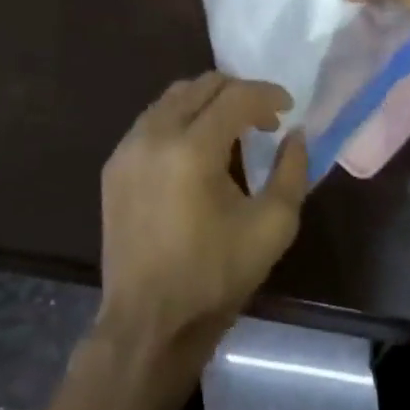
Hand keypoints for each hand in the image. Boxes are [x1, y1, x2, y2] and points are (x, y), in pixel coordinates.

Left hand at [95, 73, 308, 370]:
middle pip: (201, 85)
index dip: (267, 95)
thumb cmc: (215, 276)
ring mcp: (128, 149)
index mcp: (192, 149)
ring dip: (207, 102)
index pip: (235, 96)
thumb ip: (293, 171)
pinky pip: (152, 121)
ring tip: (232, 130)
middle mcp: (154, 135)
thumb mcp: (272, 226)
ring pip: (173, 98)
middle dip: (238, 92)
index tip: (288, 108)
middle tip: (263, 118)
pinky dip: (180, 119)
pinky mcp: (114, 166)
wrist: (148, 323)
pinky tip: (197, 149)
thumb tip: (295, 134)